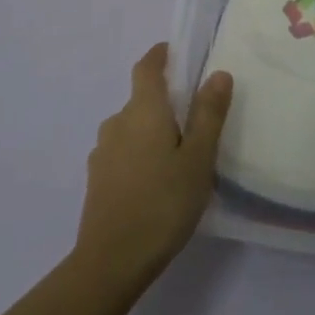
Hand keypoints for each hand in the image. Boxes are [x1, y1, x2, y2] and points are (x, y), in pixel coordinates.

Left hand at [73, 44, 232, 294]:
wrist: (111, 261)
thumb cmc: (163, 203)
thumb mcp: (198, 158)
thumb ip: (208, 114)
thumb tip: (217, 73)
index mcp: (143, 110)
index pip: (146, 67)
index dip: (159, 55)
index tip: (174, 53)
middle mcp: (117, 122)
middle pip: (141, 100)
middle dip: (164, 102)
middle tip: (194, 121)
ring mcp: (102, 152)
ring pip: (131, 128)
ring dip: (151, 132)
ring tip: (178, 156)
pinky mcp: (97, 180)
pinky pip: (122, 153)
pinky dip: (139, 155)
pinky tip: (156, 182)